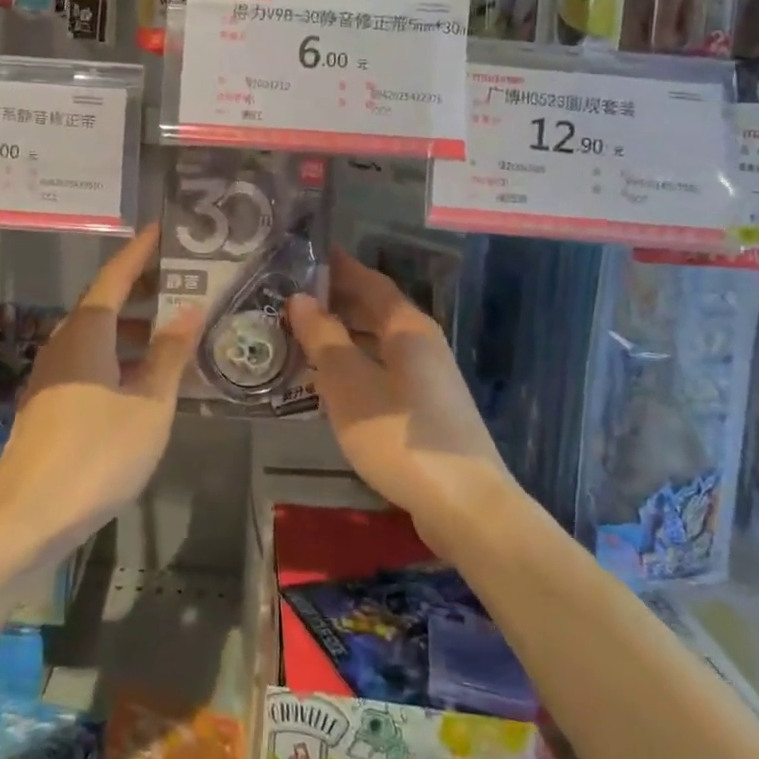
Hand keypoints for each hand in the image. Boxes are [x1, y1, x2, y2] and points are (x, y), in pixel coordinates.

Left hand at [0, 226, 200, 566]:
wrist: (26, 518)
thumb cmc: (96, 455)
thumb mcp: (149, 405)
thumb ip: (170, 355)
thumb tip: (190, 310)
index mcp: (87, 333)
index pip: (116, 276)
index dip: (140, 252)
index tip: (163, 230)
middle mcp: (65, 344)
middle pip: (105, 303)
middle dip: (143, 290)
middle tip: (183, 282)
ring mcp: (53, 375)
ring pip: (98, 336)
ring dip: (134, 327)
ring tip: (175, 331)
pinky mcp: (51, 402)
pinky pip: (91, 362)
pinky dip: (120, 356)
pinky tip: (147, 378)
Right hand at [287, 248, 517, 552]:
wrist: (464, 503)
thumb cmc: (398, 434)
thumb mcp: (348, 383)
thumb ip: (323, 338)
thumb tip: (300, 298)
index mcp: (408, 328)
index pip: (371, 282)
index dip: (341, 268)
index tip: (310, 255)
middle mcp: (423, 344)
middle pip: (378, 311)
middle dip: (339, 302)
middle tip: (295, 298)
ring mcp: (430, 379)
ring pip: (380, 344)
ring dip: (346, 336)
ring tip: (305, 337)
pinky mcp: (429, 410)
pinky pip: (385, 371)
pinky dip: (358, 365)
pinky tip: (334, 384)